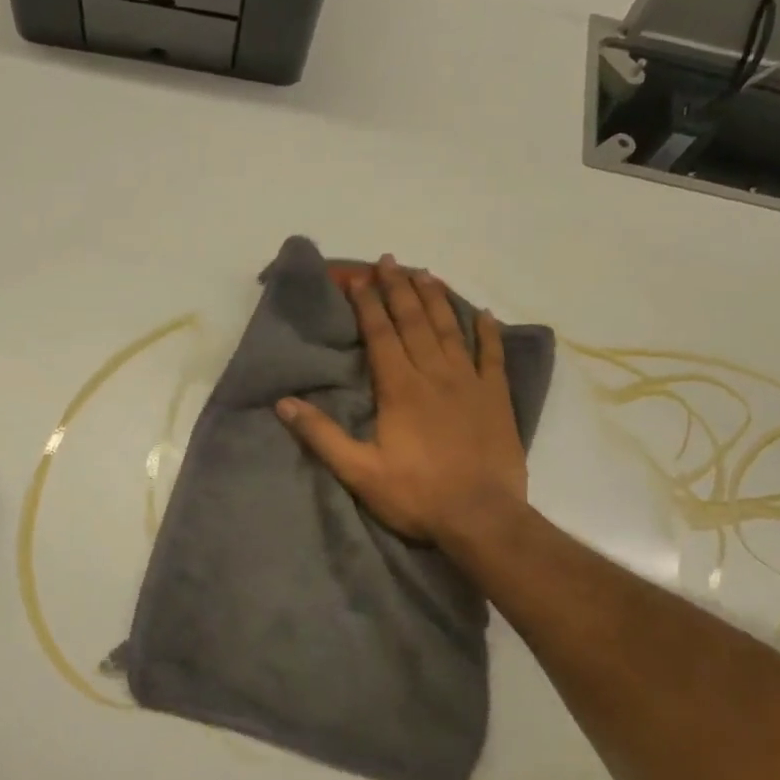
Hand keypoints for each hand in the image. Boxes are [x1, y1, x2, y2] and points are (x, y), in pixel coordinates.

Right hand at [276, 256, 527, 547]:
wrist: (481, 517)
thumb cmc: (416, 495)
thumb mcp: (359, 472)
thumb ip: (322, 435)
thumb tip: (283, 404)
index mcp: (399, 388)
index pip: (380, 334)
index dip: (367, 303)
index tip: (358, 278)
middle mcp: (434, 374)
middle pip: (414, 321)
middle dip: (399, 289)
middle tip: (389, 261)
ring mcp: (470, 383)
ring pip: (450, 329)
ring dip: (436, 299)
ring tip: (424, 273)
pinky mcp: (496, 398)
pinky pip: (492, 355)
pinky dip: (488, 332)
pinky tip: (484, 313)